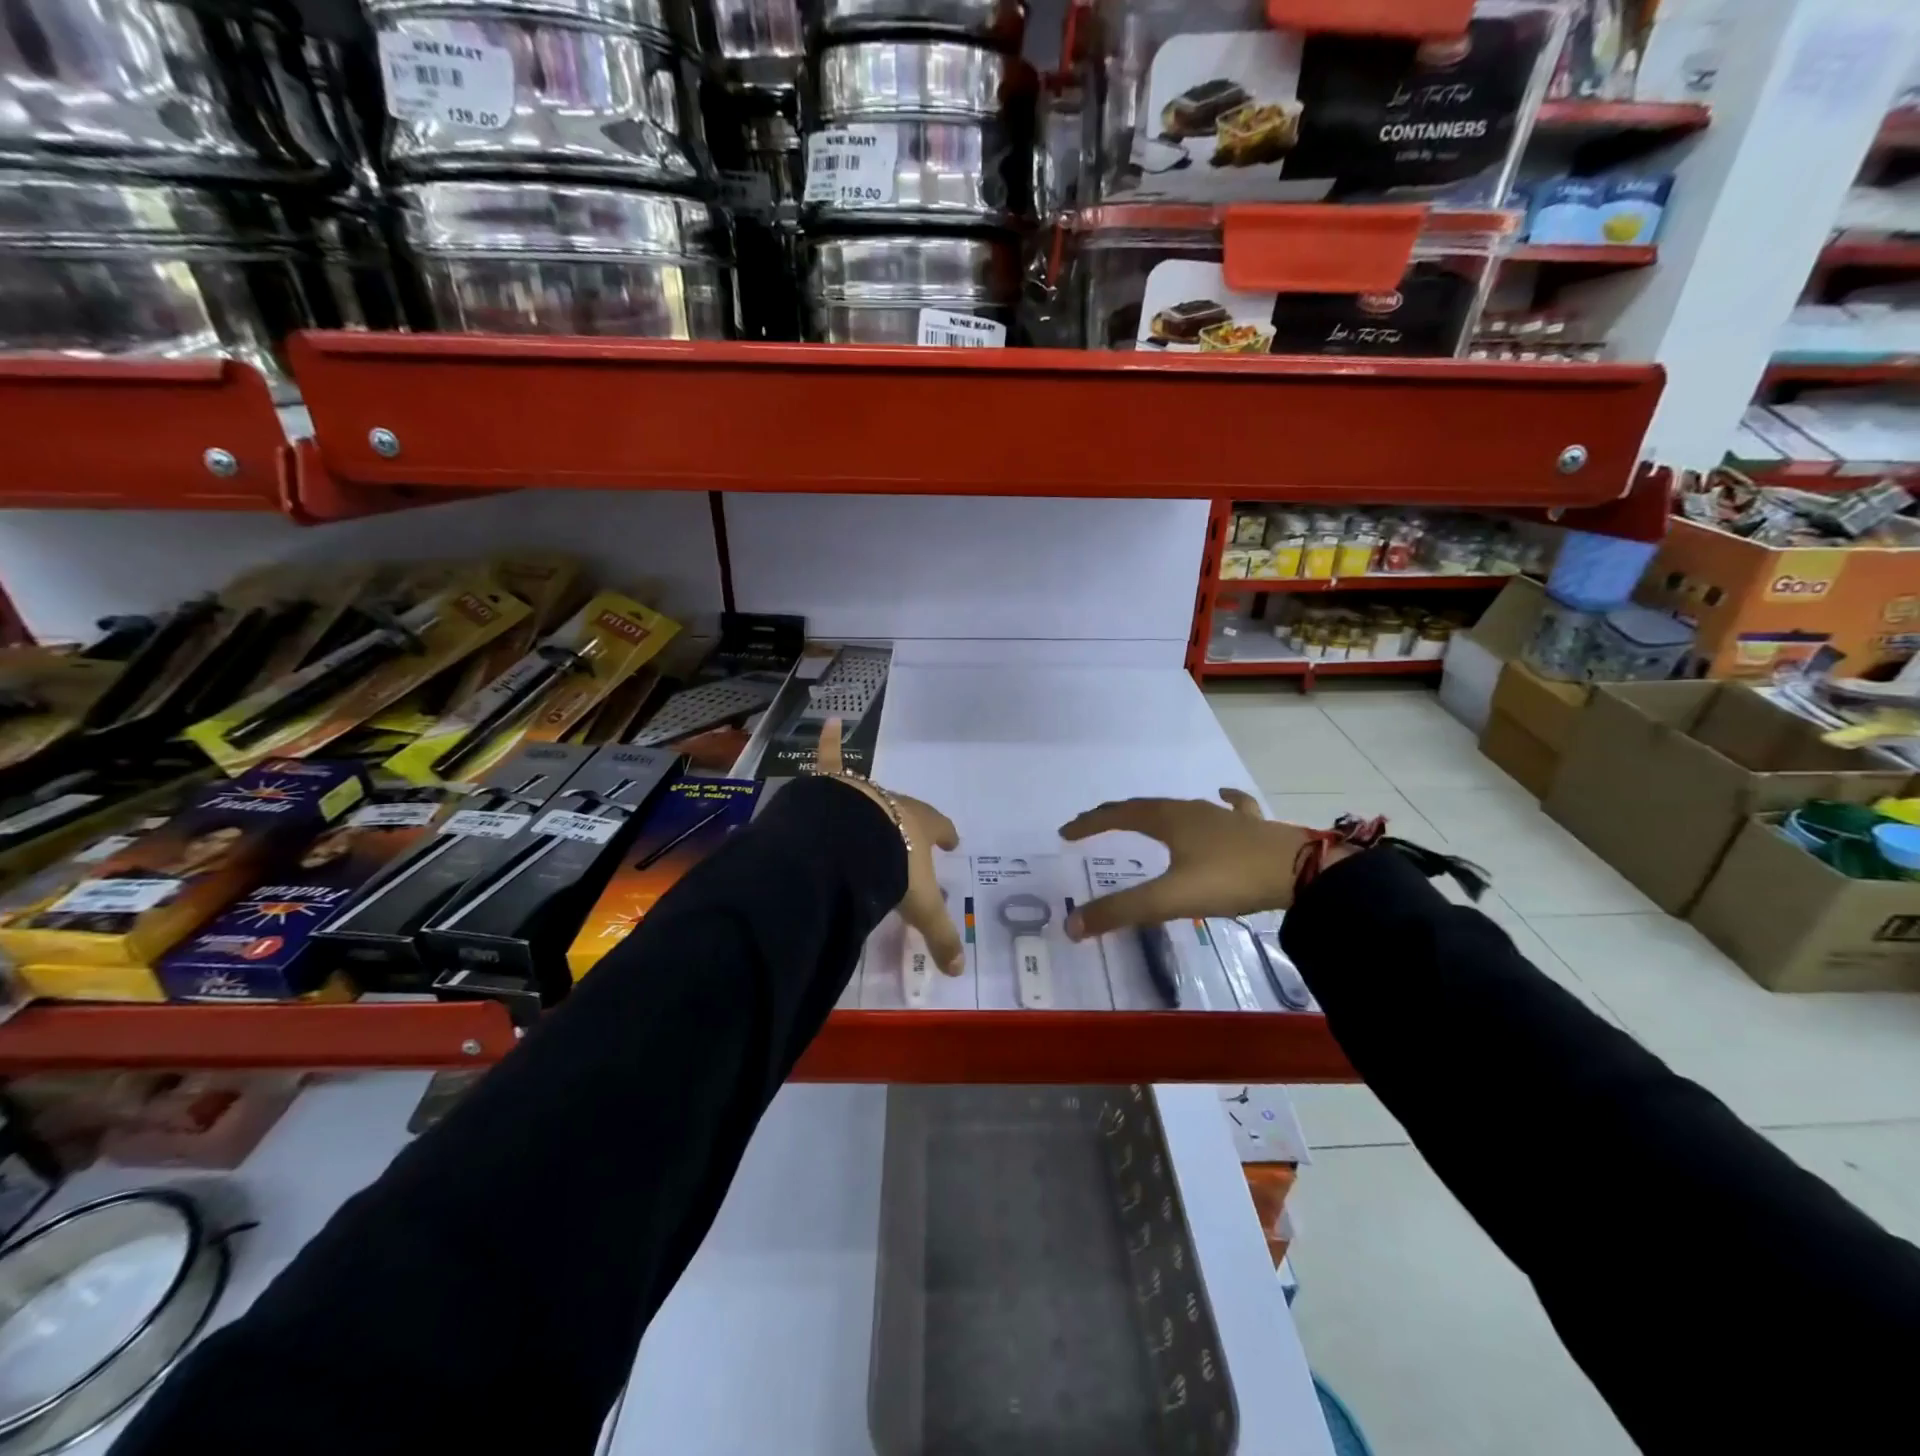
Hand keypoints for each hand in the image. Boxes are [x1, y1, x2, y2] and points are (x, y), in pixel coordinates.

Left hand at [814, 719, 964, 974]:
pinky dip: (830, 742)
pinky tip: (829, 722)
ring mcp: (863, 792)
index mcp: (920, 827)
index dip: (946, 835)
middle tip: (908, 836)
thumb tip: (959, 972)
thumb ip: (940, 936)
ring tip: (871, 812)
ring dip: (873, 802)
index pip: (939, 828)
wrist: (849, 844)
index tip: (951, 842)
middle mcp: (895, 804)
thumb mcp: (920, 907)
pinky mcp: (833, 785)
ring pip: (871, 794)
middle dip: (908, 823)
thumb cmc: (892, 868)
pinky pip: (831, 759)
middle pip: (906, 813)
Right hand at [1058, 789, 1331, 938]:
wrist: (1302, 871)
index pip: (1117, 815)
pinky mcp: (1251, 826)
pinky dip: (1219, 803)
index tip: (1065, 832)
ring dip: (1155, 812)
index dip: (1089, 823)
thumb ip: (1121, 912)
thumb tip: (1071, 927)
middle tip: (1094, 826)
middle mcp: (1192, 810)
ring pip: (1181, 807)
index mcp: (1168, 820)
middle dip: (1115, 815)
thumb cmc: (1230, 878)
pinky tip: (1222, 798)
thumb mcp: (1170, 899)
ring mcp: (1224, 815)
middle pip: (1144, 807)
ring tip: (1143, 818)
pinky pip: (1230, 808)